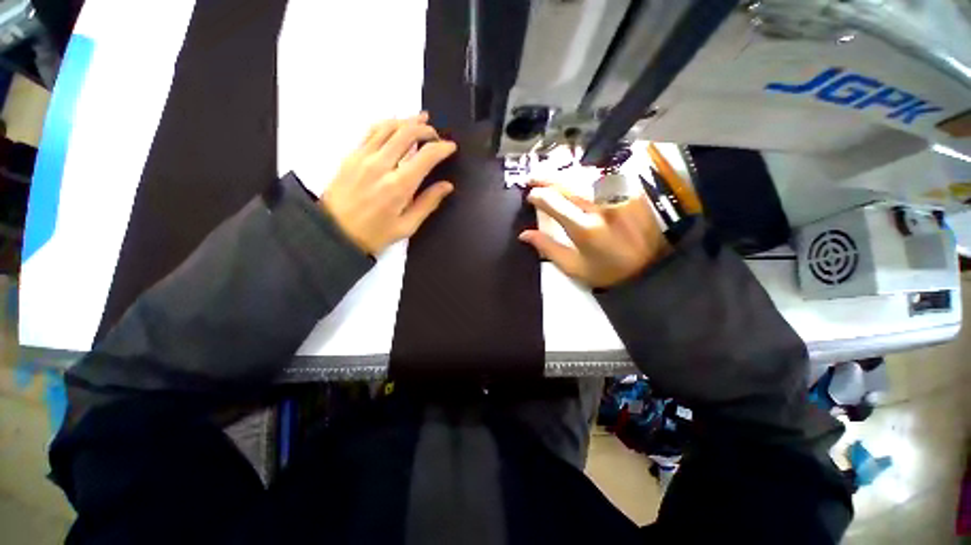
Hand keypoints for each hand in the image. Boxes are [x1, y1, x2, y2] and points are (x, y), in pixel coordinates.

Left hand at [321, 113, 457, 254]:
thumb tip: (447, 186)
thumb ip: (428, 203)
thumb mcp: (407, 226)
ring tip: (420, 120)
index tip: (451, 147)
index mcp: (399, 186)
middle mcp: (381, 165)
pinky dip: (387, 124)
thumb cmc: (374, 234)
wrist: (334, 233)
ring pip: (388, 126)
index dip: (442, 148)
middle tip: (436, 134)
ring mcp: (363, 157)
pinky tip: (395, 126)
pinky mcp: (351, 155)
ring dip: (407, 121)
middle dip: (426, 129)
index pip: (426, 156)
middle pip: (407, 133)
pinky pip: (371, 131)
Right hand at [519, 183, 670, 287]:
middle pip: (568, 183)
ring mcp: (619, 196)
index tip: (530, 197)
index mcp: (585, 229)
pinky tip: (576, 177)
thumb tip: (524, 234)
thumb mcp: (574, 267)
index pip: (554, 203)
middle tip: (532, 177)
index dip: (538, 196)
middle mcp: (601, 207)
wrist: (652, 268)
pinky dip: (585, 174)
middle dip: (546, 178)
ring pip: (584, 175)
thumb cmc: (608, 272)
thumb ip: (548, 248)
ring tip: (550, 176)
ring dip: (563, 174)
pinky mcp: (631, 191)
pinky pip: (603, 175)